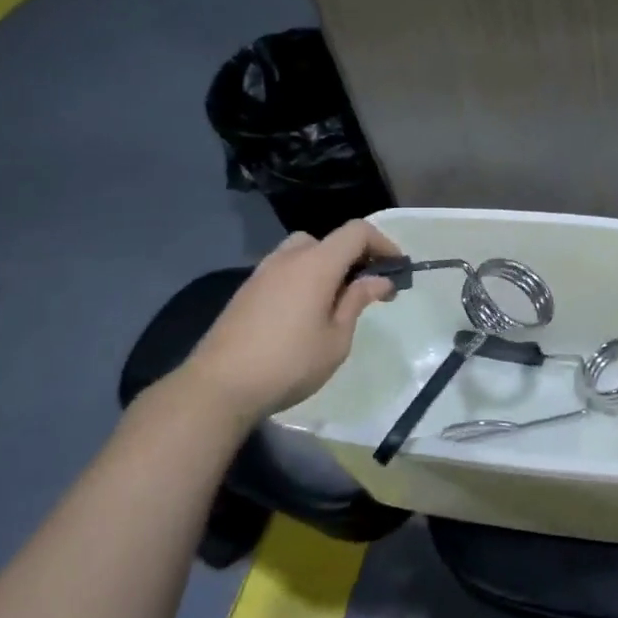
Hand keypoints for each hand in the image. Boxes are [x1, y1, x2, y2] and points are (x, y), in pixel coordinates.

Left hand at [181, 220, 400, 419]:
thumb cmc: (290, 363)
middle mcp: (288, 258)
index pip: (356, 231)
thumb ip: (357, 301)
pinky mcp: (247, 291)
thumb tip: (379, 280)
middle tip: (367, 288)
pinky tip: (305, 313)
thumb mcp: (336, 338)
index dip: (383, 243)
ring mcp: (262, 273)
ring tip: (336, 301)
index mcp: (316, 264)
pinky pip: (284, 270)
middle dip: (354, 256)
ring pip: (303, 252)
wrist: (219, 386)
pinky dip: (304, 278)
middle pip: (329, 240)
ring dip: (326, 267)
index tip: (397, 269)